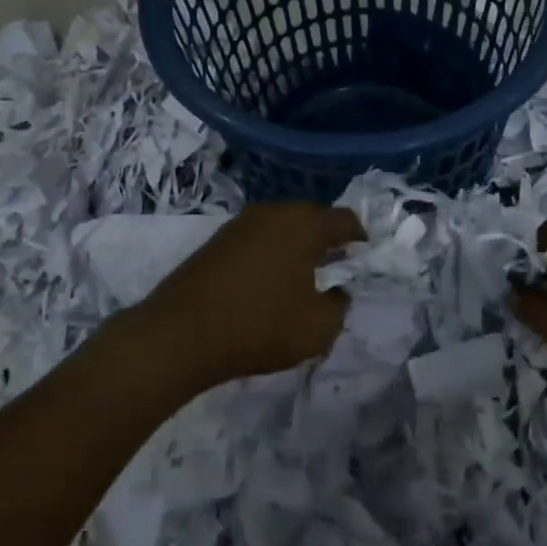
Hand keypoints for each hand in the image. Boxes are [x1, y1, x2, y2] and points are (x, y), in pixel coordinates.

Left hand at [138, 203, 362, 387]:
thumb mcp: (317, 329)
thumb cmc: (259, 326)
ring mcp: (241, 223)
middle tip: (338, 266)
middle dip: (328, 238)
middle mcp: (273, 212)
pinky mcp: (217, 240)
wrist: (181, 333)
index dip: (360, 238)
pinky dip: (271, 252)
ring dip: (297, 245)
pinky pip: (258, 238)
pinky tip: (269, 279)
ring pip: (282, 226)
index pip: (344, 219)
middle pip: (312, 217)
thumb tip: (338, 292)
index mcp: (304, 224)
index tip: (365, 258)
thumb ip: (339, 306)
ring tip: (305, 274)